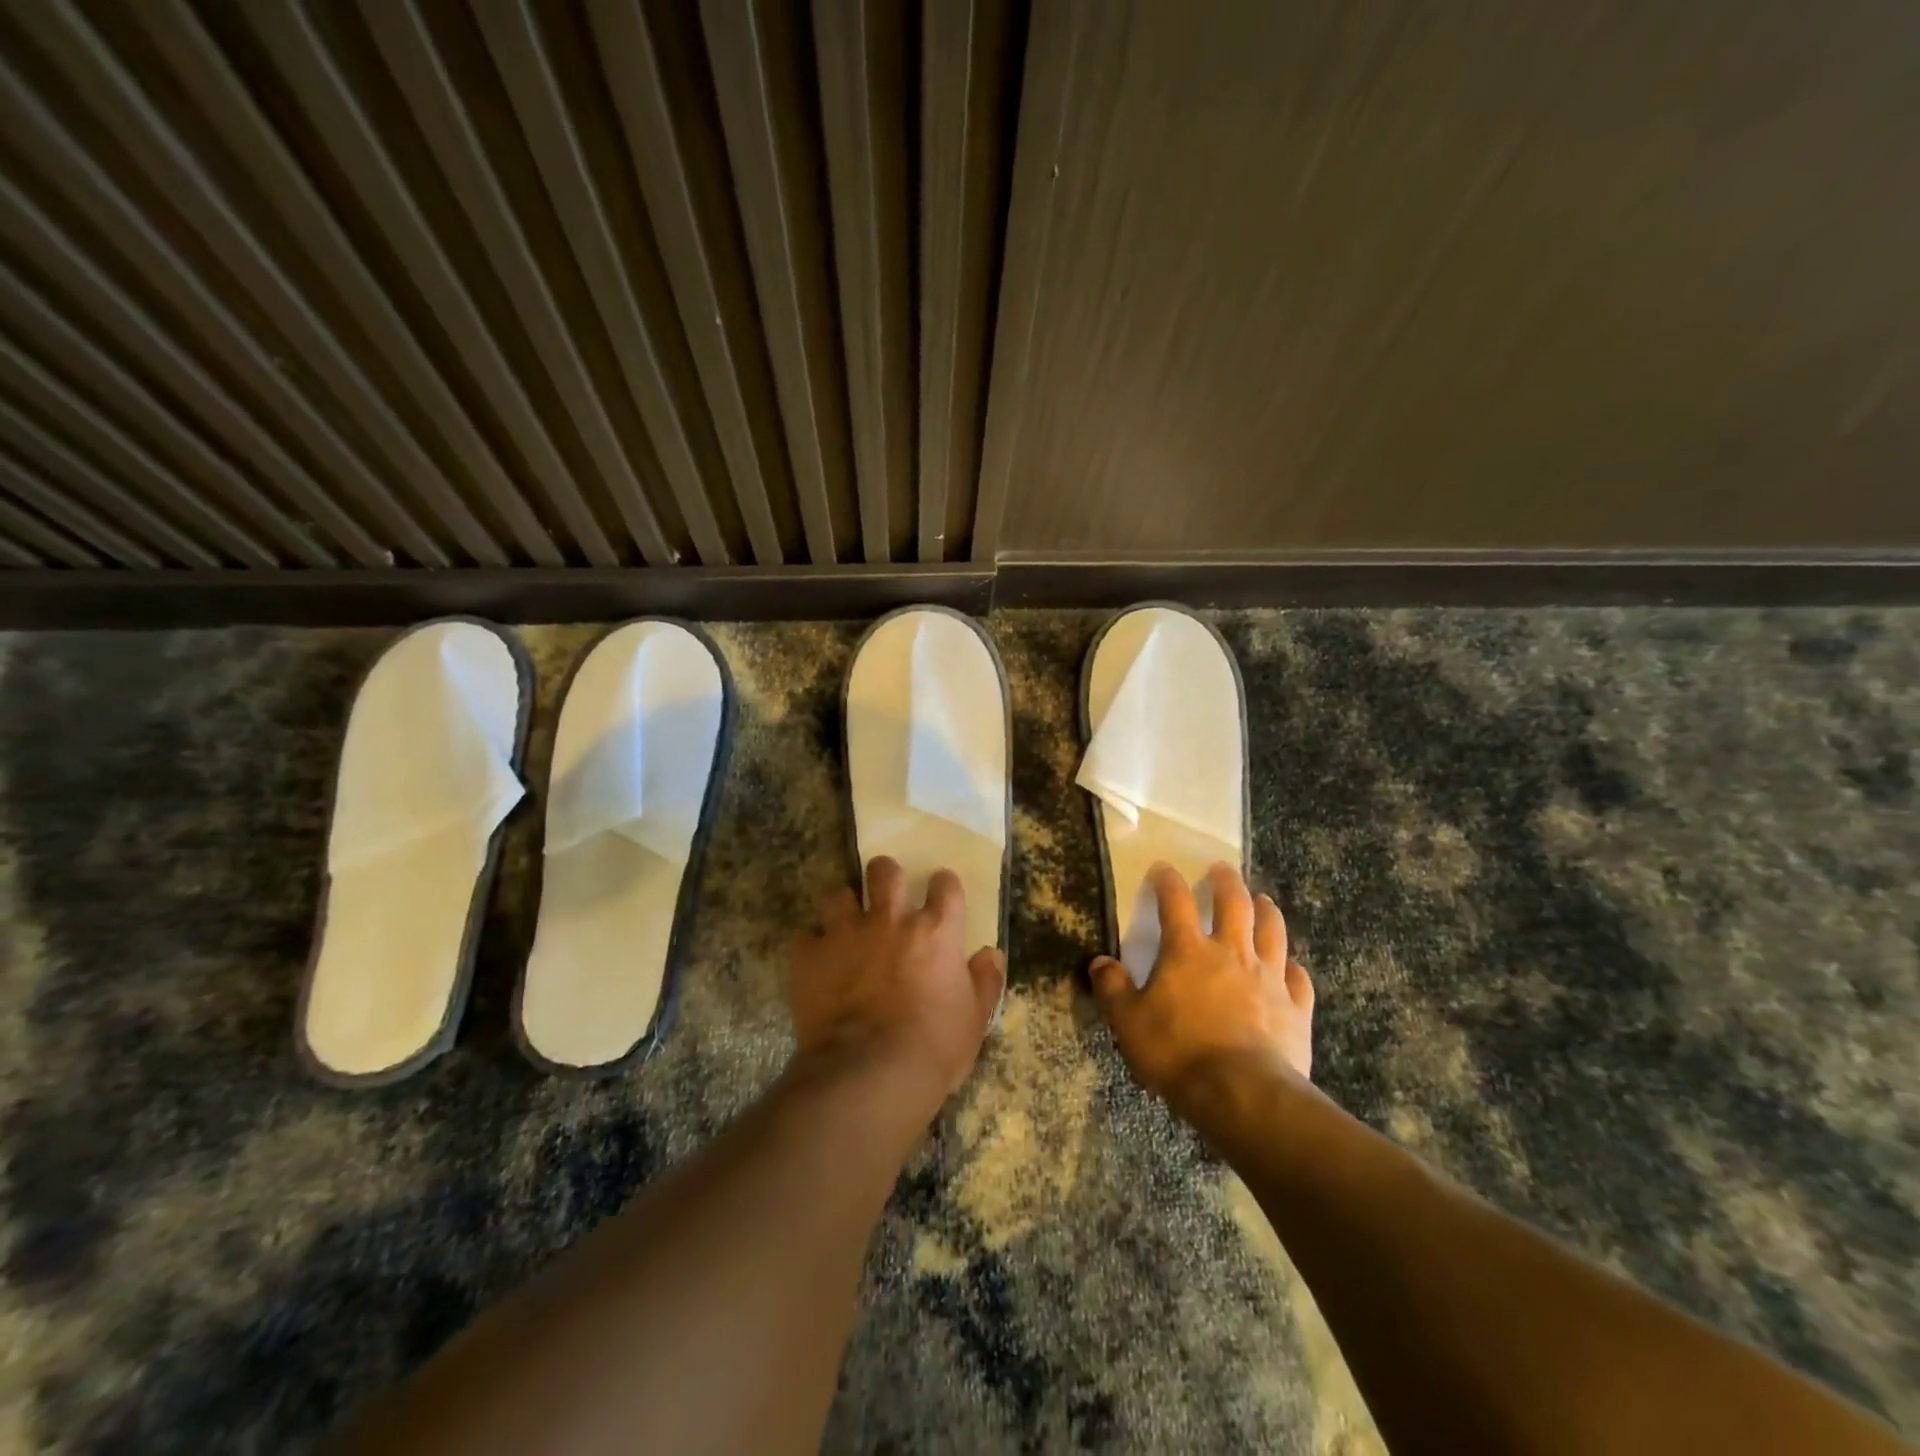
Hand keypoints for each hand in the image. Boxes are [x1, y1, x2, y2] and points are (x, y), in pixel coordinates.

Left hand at [788, 856, 1005, 1118]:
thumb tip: (990, 954)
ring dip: (842, 907)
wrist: (871, 1073)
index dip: (944, 885)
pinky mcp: (810, 957)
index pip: (945, 885)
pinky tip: (815, 962)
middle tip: (886, 893)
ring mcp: (846, 934)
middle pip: (884, 871)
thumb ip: (985, 981)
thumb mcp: (975, 1019)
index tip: (941, 893)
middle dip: (884, 875)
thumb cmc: (934, 1047)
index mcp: (935, 930)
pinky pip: (803, 936)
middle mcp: (890, 919)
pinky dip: (810, 946)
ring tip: (844, 925)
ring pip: (837, 894)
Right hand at [1090, 862, 1313, 1107]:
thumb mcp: (1129, 1022)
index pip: (1176, 902)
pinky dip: (1293, 968)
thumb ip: (1113, 989)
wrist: (1243, 1094)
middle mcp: (1231, 953)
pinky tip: (1291, 967)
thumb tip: (1099, 963)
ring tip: (1263, 900)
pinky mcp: (1296, 1008)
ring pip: (1273, 932)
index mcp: (1188, 951)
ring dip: (1267, 911)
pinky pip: (1299, 979)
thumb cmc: (1178, 1053)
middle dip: (1227, 882)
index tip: (1163, 868)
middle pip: (1234, 904)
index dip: (1168, 881)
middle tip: (1223, 869)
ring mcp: (1269, 978)